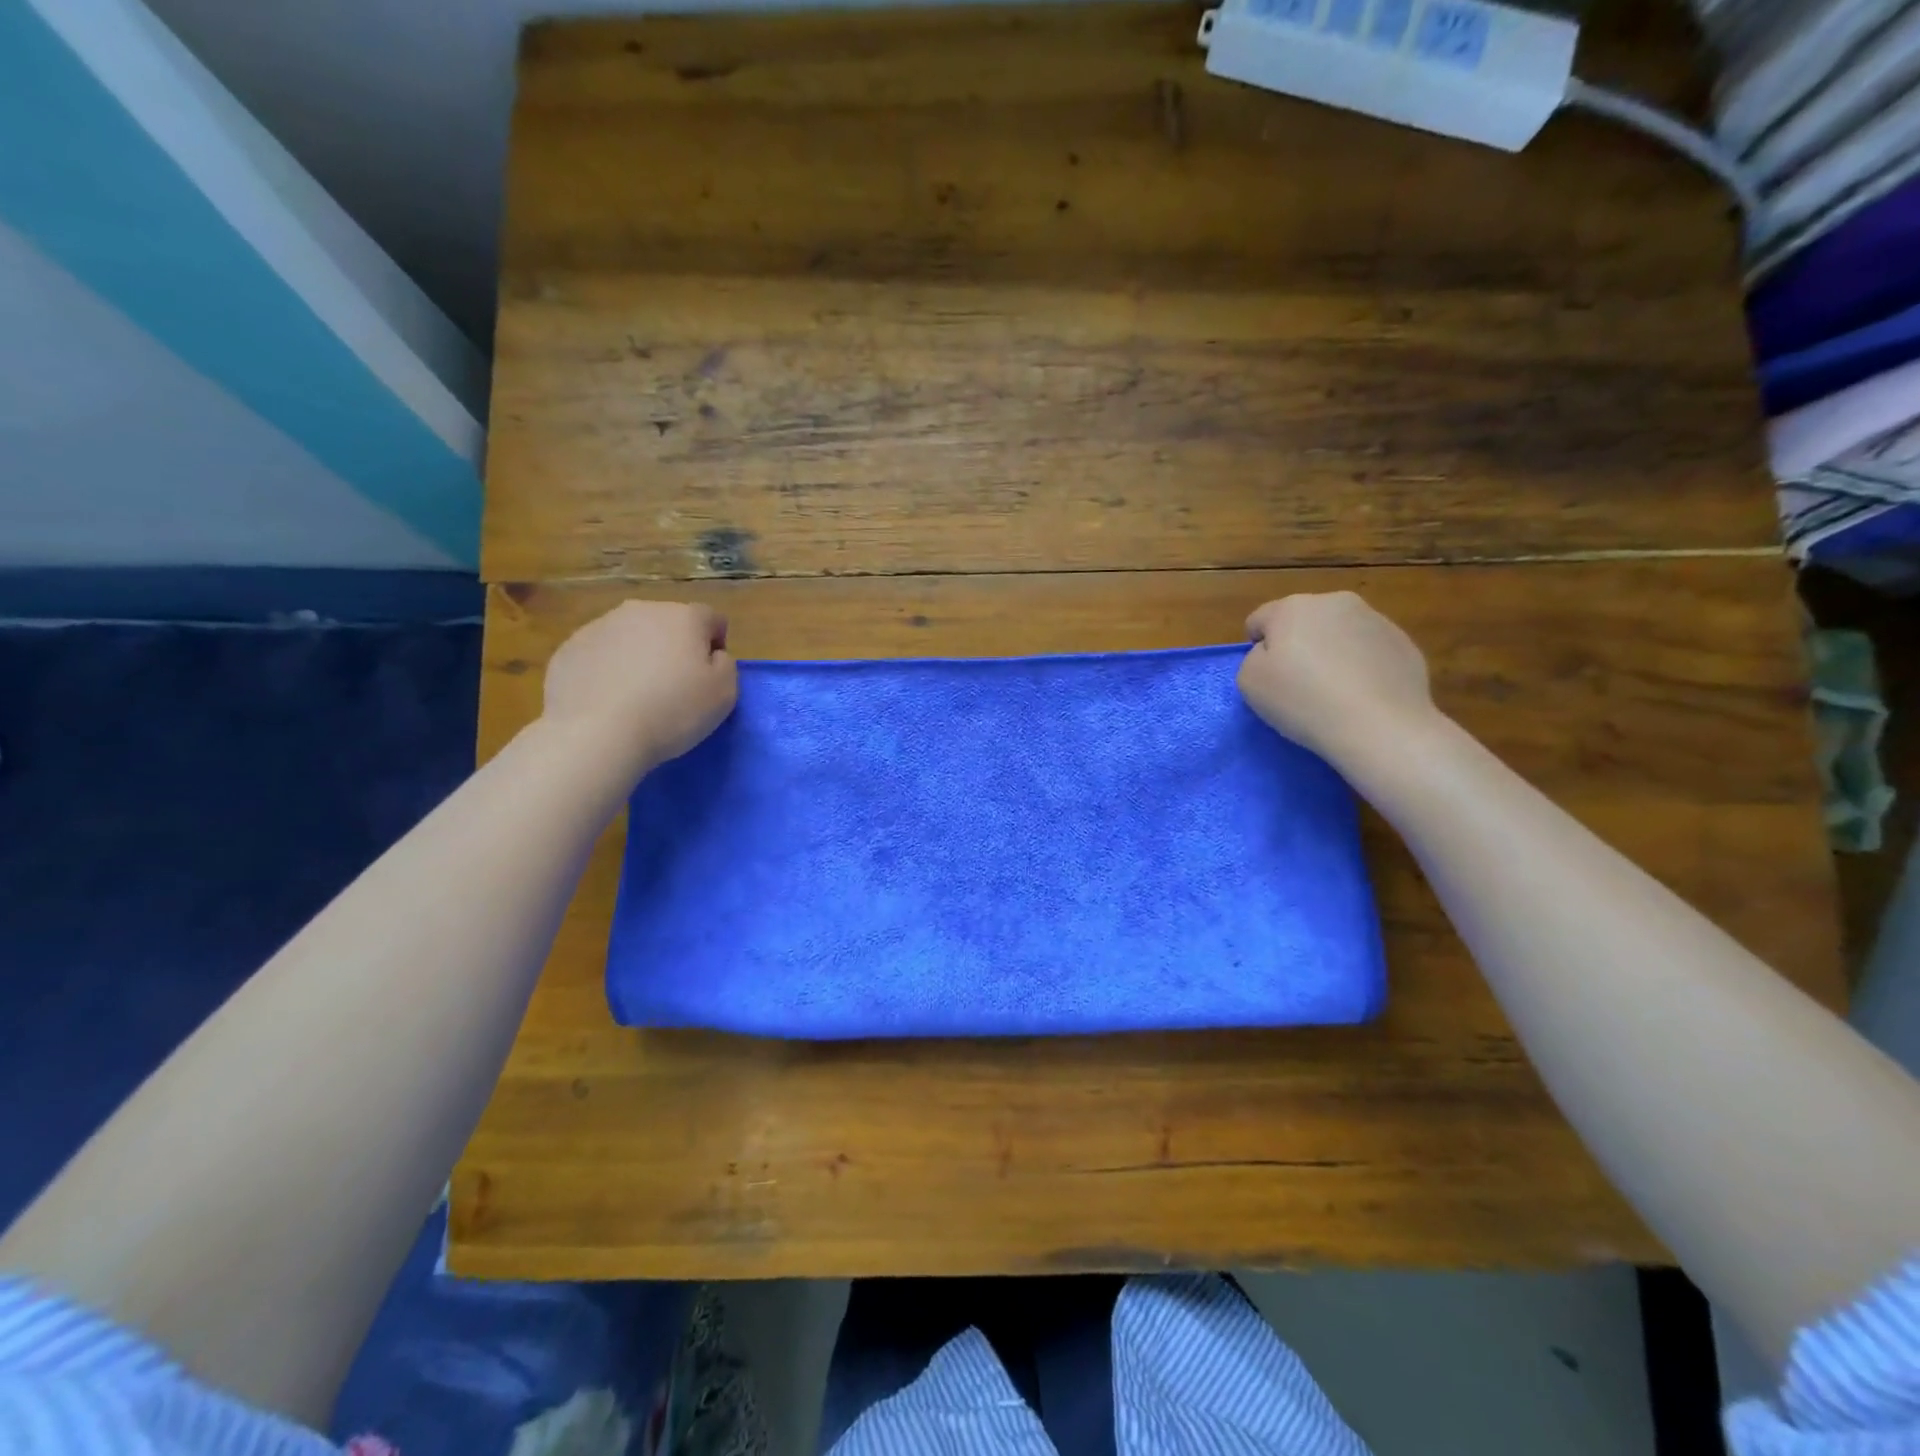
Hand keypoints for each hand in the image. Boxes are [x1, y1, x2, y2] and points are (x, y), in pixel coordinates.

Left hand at [541, 600, 737, 778]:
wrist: (597, 734)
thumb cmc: (673, 711)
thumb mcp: (724, 693)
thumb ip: (725, 665)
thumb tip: (711, 655)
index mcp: (683, 617)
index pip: (711, 619)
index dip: (715, 645)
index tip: (709, 676)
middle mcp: (641, 610)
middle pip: (667, 623)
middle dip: (674, 647)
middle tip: (674, 686)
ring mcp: (599, 626)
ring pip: (630, 636)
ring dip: (639, 656)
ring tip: (637, 696)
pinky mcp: (568, 649)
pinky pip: (599, 654)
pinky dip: (607, 670)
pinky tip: (608, 701)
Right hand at [1237, 592, 1437, 769]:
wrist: (1379, 726)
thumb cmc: (1303, 701)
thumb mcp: (1249, 682)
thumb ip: (1253, 659)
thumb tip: (1273, 654)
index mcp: (1292, 607)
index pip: (1260, 620)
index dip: (1256, 648)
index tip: (1266, 677)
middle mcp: (1335, 602)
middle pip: (1302, 621)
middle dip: (1297, 644)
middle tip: (1298, 683)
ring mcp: (1375, 620)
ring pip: (1339, 633)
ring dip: (1331, 653)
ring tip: (1334, 692)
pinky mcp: (1403, 643)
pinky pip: (1369, 651)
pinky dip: (1361, 666)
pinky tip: (1361, 695)